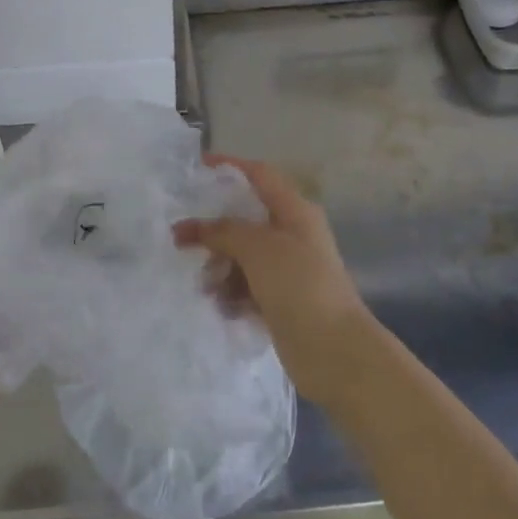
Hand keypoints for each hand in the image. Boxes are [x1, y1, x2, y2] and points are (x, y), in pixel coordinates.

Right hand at [174, 154, 378, 405]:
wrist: (335, 351)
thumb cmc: (299, 284)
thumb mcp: (257, 247)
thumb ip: (221, 231)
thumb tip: (189, 227)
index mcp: (295, 210)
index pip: (260, 175)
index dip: (230, 167)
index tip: (197, 167)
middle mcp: (293, 235)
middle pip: (246, 220)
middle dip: (215, 230)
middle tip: (182, 241)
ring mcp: (289, 270)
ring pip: (244, 257)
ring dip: (221, 268)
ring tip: (206, 287)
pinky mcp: (282, 302)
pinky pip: (248, 288)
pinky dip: (233, 294)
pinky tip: (222, 307)